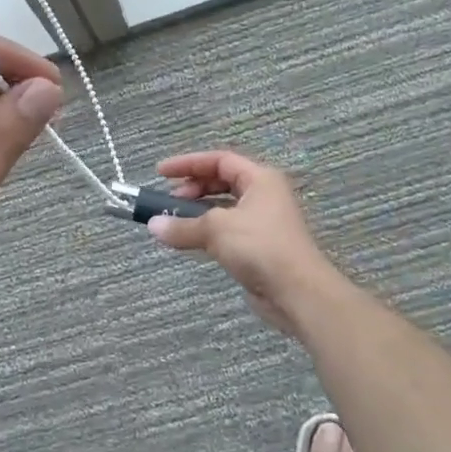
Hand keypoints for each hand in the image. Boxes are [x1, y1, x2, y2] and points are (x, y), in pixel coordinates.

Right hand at [147, 151, 341, 334]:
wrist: (297, 291)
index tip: (161, 173)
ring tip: (175, 222)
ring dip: (198, 212)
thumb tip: (153, 226)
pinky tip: (191, 240)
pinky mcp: (259, 247)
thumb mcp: (216, 229)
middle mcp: (264, 195)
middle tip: (169, 201)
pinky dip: (208, 231)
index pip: (220, 160)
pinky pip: (227, 230)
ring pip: (224, 208)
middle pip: (222, 181)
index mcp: (260, 179)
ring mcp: (263, 222)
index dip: (188, 163)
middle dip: (193, 188)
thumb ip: (182, 226)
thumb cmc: (259, 246)